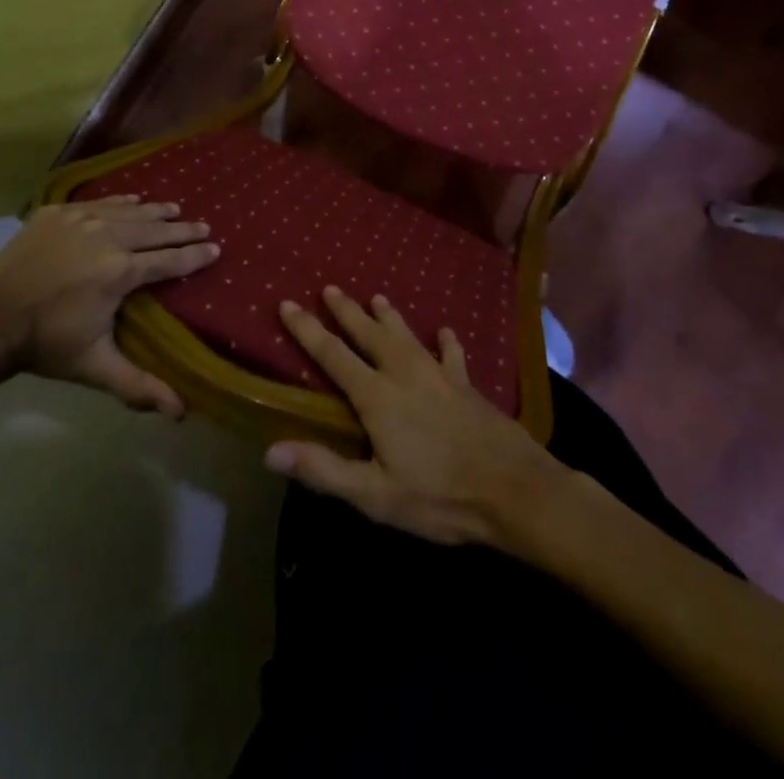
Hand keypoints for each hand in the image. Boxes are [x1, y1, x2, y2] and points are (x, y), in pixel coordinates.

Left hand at [0, 196, 217, 417]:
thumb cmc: (45, 345)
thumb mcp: (95, 367)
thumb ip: (139, 385)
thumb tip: (180, 413)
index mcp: (119, 271)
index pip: (169, 261)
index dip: (195, 256)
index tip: (216, 249)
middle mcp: (106, 237)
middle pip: (154, 230)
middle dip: (183, 229)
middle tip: (204, 226)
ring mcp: (79, 220)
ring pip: (128, 211)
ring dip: (155, 212)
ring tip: (175, 209)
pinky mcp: (56, 213)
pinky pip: (98, 203)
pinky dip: (120, 202)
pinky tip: (133, 200)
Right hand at [264, 286, 569, 547]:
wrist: (513, 489)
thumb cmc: (439, 496)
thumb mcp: (375, 495)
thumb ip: (324, 469)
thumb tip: (271, 451)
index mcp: (378, 397)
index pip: (333, 355)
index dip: (308, 330)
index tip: (287, 303)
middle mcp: (405, 374)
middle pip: (369, 334)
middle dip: (346, 311)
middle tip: (330, 288)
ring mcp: (440, 376)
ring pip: (407, 336)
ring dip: (390, 316)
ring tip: (377, 297)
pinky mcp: (467, 386)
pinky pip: (452, 355)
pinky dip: (446, 341)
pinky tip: (445, 331)